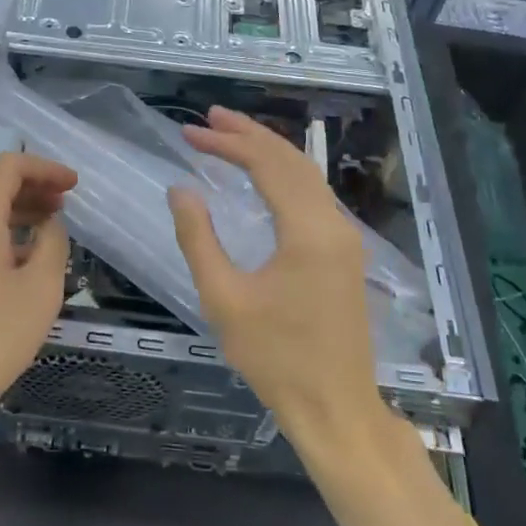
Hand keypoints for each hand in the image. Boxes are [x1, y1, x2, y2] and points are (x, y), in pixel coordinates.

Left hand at [0, 151, 77, 441]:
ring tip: (50, 237)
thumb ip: (52, 246)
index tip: (74, 186)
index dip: (45, 168)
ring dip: (17, 217)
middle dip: (32, 190)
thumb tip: (49, 225)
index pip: (8, 167)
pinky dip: (0, 240)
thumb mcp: (38, 291)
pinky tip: (20, 269)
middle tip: (66, 207)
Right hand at [167, 108, 388, 452]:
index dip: (228, 143)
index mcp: (307, 231)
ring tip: (230, 134)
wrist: (335, 407)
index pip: (267, 165)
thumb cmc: (276, 358)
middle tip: (208, 118)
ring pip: (307, 175)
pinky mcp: (344, 254)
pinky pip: (313, 196)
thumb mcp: (224, 299)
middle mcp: (333, 224)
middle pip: (291, 160)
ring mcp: (344, 239)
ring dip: (268, 151)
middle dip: (248, 135)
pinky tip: (263, 175)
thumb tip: (181, 190)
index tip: (190, 132)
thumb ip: (198, 238)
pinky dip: (284, 174)